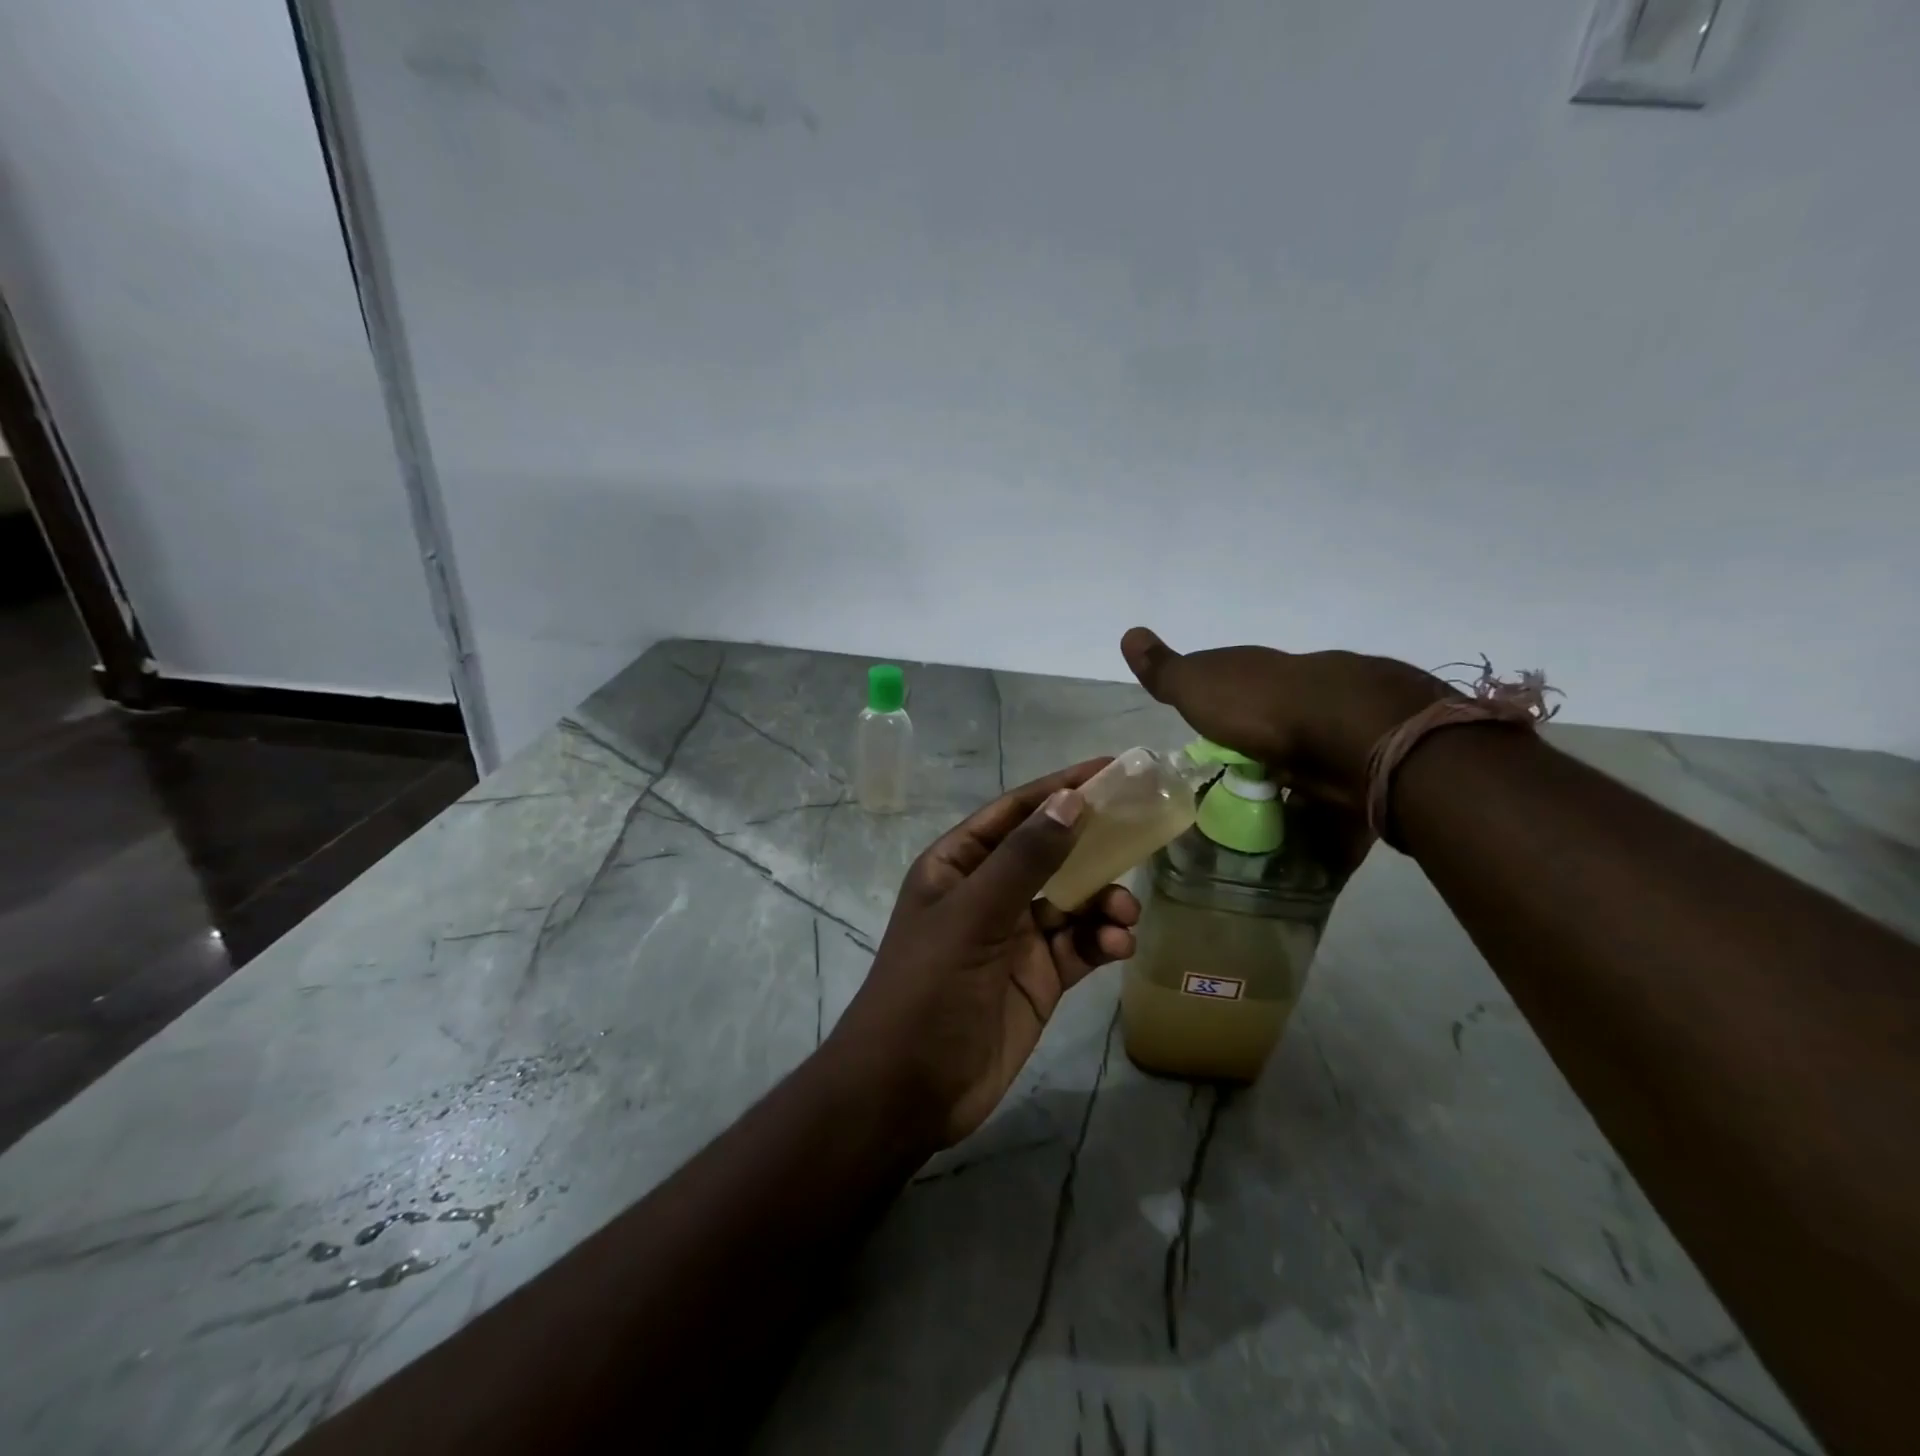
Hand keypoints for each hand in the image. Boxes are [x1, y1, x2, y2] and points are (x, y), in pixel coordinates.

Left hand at [827, 761, 1139, 1147]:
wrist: (909, 1091)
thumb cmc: (929, 989)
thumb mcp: (974, 917)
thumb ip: (1025, 860)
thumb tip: (1071, 799)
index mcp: (959, 865)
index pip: (1016, 812)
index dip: (1061, 788)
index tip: (1112, 769)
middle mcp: (988, 893)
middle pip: (1051, 853)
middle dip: (1094, 844)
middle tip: (1142, 833)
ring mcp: (1015, 936)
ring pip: (1073, 900)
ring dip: (1104, 900)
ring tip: (1123, 915)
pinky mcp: (1039, 977)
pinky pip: (1080, 945)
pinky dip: (1102, 940)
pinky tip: (1117, 947)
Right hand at [1120, 627, 1451, 809]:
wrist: (1353, 733)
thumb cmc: (1263, 707)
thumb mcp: (1198, 685)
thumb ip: (1164, 670)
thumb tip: (1128, 633)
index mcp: (1264, 675)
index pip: (1237, 686)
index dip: (1220, 707)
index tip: (1207, 735)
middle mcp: (1305, 695)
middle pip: (1277, 725)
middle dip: (1261, 751)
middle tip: (1236, 788)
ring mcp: (1342, 731)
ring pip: (1311, 762)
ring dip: (1294, 789)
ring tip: (1268, 825)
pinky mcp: (1368, 771)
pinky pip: (1340, 800)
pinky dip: (1326, 821)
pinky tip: (1309, 843)